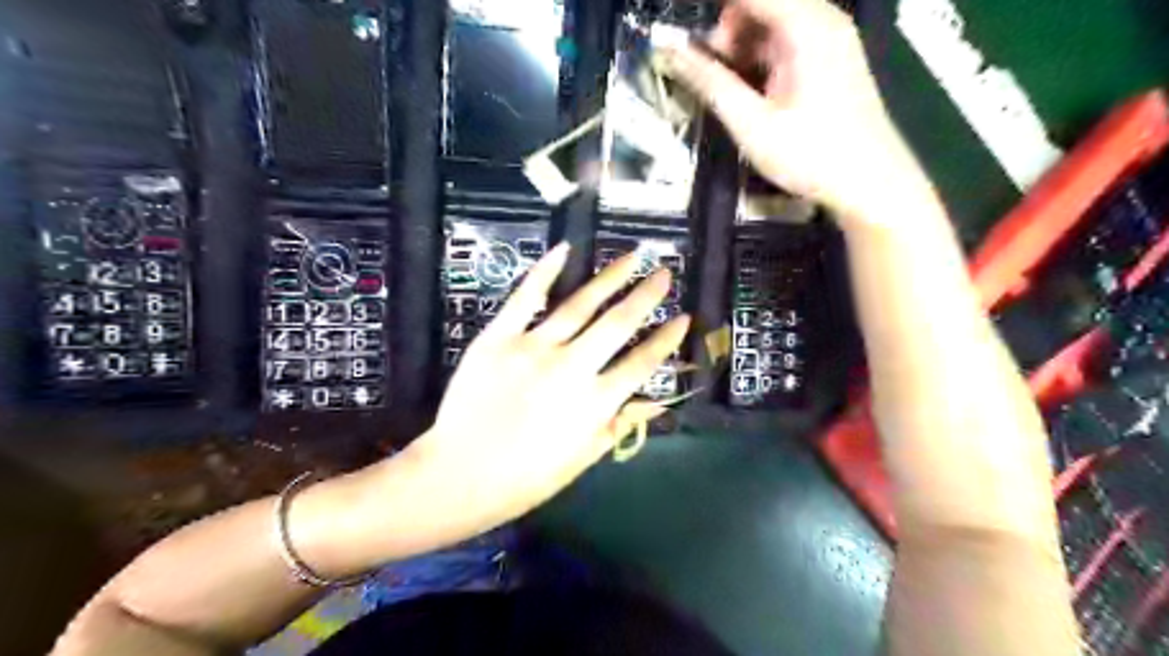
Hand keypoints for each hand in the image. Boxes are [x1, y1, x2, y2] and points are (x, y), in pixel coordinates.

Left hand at [406, 243, 686, 538]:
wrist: (459, 474)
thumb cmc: (526, 476)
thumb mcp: (583, 458)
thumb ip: (620, 425)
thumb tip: (659, 402)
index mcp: (595, 402)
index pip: (642, 363)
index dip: (666, 339)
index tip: (684, 318)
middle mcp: (571, 368)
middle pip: (618, 324)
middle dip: (646, 296)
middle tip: (664, 273)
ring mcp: (533, 348)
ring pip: (580, 304)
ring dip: (610, 278)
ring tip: (632, 257)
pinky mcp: (499, 337)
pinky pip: (525, 297)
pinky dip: (545, 271)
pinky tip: (565, 249)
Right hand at [660, 0, 926, 219]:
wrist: (870, 184)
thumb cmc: (811, 155)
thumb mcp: (752, 124)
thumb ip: (711, 83)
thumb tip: (672, 52)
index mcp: (806, 26)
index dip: (715, 15)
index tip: (684, 42)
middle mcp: (822, 20)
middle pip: (761, 5)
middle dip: (727, 33)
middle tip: (709, 76)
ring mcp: (830, 39)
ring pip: (772, 24)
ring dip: (743, 49)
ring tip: (730, 93)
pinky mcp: (831, 59)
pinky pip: (787, 43)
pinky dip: (762, 61)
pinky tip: (755, 96)